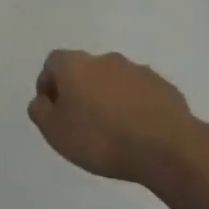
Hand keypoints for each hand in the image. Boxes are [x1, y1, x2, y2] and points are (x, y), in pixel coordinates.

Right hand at [27, 49, 202, 186]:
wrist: (168, 149)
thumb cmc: (101, 138)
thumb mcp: (55, 132)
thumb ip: (40, 111)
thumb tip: (42, 100)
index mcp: (74, 65)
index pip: (52, 63)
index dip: (48, 84)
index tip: (53, 110)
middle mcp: (105, 59)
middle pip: (84, 70)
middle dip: (80, 90)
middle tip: (80, 120)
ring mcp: (138, 71)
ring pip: (114, 80)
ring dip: (108, 97)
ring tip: (112, 129)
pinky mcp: (165, 87)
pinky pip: (140, 93)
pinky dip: (134, 106)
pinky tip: (137, 131)